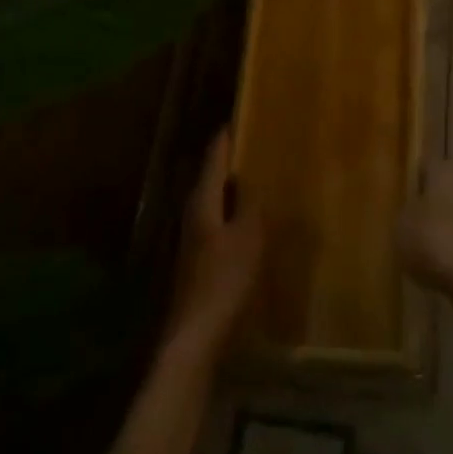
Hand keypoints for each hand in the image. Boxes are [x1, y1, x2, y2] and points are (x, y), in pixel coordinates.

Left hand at [162, 129, 264, 365]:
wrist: (194, 337)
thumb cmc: (223, 280)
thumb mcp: (248, 237)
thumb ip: (251, 204)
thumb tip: (254, 177)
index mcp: (203, 201)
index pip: (215, 157)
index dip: (227, 136)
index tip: (241, 116)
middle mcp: (193, 213)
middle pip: (212, 177)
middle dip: (231, 160)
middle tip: (257, 143)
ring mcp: (193, 239)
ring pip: (215, 200)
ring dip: (233, 188)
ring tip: (259, 177)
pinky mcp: (199, 261)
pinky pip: (218, 222)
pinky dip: (233, 212)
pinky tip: (249, 220)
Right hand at [398, 158, 452, 310]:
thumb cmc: (442, 246)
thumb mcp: (403, 231)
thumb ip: (405, 215)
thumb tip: (413, 214)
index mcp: (450, 163)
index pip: (424, 169)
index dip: (413, 192)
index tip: (405, 217)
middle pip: (451, 188)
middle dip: (439, 208)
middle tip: (424, 238)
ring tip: (445, 260)